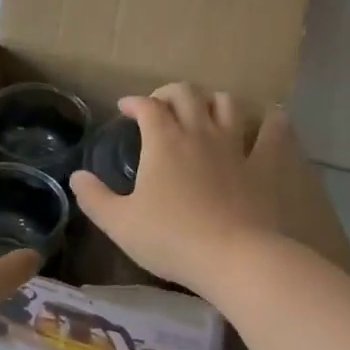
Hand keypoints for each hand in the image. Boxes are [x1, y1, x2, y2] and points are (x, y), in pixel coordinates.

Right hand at [70, 83, 293, 296]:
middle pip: (187, 94)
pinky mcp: (263, 165)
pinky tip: (271, 118)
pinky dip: (272, 121)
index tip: (125, 109)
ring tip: (206, 110)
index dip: (134, 102)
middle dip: (170, 93)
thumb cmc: (170, 239)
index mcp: (163, 141)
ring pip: (228, 104)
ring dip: (214, 100)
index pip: (147, 106)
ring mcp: (235, 146)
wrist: (232, 257)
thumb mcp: (120, 224)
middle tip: (160, 105)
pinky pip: (273, 133)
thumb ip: (94, 198)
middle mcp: (199, 132)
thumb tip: (77, 177)